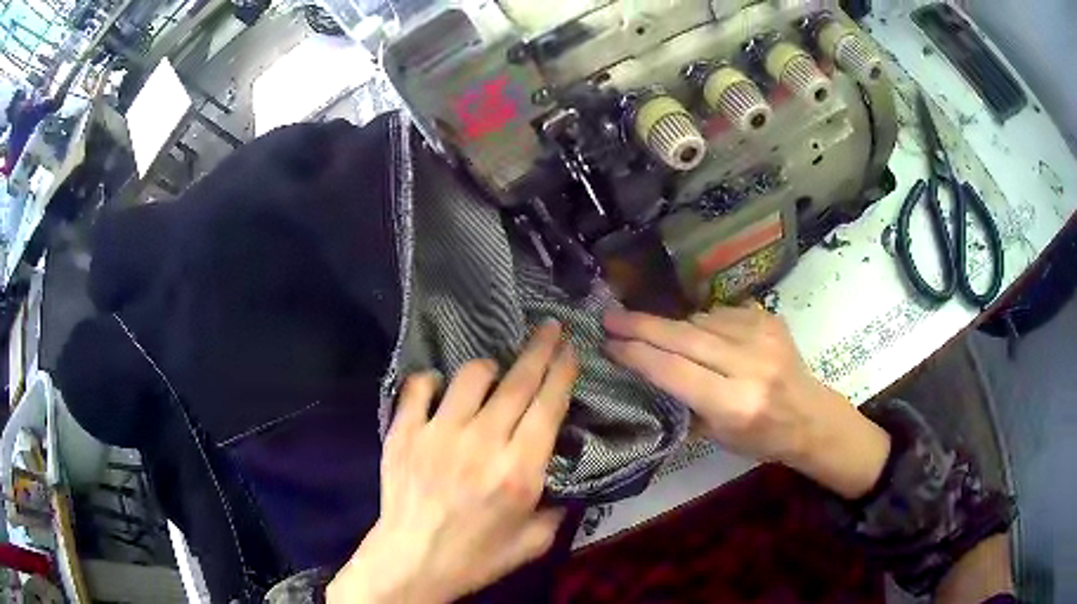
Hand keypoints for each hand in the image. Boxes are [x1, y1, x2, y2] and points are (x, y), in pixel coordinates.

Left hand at [327, 322, 576, 603]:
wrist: (412, 562)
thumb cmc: (476, 556)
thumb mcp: (533, 542)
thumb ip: (557, 508)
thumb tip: (563, 478)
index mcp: (518, 471)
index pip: (548, 406)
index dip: (562, 372)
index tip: (570, 350)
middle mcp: (482, 442)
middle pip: (517, 382)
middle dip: (539, 349)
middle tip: (549, 327)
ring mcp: (438, 433)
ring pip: (470, 376)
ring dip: (489, 367)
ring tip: (494, 372)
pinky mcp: (404, 433)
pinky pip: (419, 387)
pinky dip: (432, 381)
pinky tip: (439, 388)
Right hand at [604, 304, 889, 498]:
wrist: (810, 416)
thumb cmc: (760, 438)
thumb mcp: (716, 435)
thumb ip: (683, 400)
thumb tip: (646, 366)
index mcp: (734, 403)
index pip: (674, 371)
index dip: (637, 354)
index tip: (609, 343)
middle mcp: (749, 365)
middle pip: (684, 337)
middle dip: (642, 325)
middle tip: (610, 317)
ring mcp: (762, 336)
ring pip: (700, 320)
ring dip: (675, 328)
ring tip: (661, 337)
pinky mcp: (769, 319)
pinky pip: (720, 313)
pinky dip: (704, 323)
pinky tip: (703, 337)